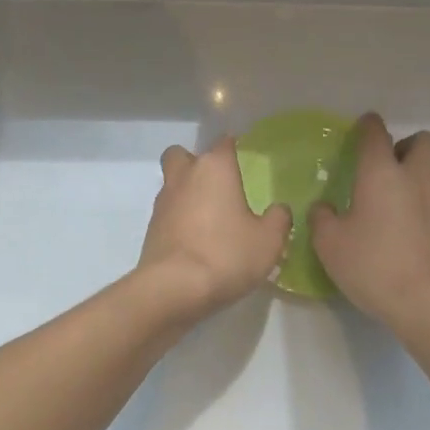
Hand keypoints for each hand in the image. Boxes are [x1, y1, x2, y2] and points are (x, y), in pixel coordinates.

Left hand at [140, 137, 292, 315]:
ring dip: (186, 192)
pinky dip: (179, 218)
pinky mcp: (151, 228)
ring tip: (209, 216)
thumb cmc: (226, 254)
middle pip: (182, 154)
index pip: (224, 142)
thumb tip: (279, 209)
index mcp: (214, 168)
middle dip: (195, 162)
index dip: (233, 145)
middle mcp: (184, 176)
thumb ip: (278, 219)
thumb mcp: (268, 241)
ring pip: (172, 183)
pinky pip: (167, 212)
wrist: (173, 288)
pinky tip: (196, 239)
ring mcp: (163, 201)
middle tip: (216, 183)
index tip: (244, 155)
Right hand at [312, 114, 429, 335]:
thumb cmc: (373, 267)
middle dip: (407, 144)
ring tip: (412, 184)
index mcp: (380, 174)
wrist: (428, 303)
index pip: (376, 134)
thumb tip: (324, 208)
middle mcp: (414, 177)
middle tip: (390, 163)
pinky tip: (421, 216)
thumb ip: (321, 218)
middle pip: (423, 140)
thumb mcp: (329, 245)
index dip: (369, 125)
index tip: (363, 127)